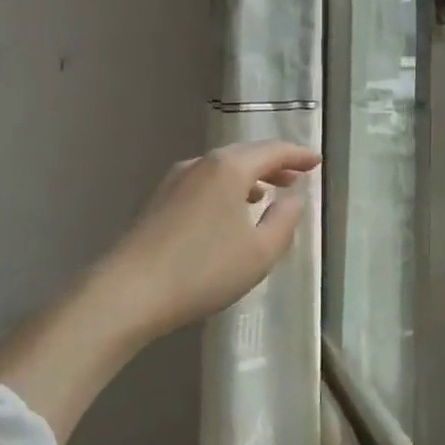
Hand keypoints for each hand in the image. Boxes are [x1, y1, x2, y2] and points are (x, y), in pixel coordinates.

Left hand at [93, 140, 320, 341]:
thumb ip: (284, 221)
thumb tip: (293, 199)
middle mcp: (201, 164)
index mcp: (229, 168)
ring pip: (222, 169)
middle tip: (297, 175)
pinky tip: (228, 212)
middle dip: (274, 164)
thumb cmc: (203, 270)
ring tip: (267, 193)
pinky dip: (226, 188)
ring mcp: (175, 181)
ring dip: (249, 177)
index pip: (273, 151)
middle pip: (246, 155)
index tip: (317, 161)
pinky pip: (204, 183)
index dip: (298, 155)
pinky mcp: (158, 201)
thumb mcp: (259, 252)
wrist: (127, 293)